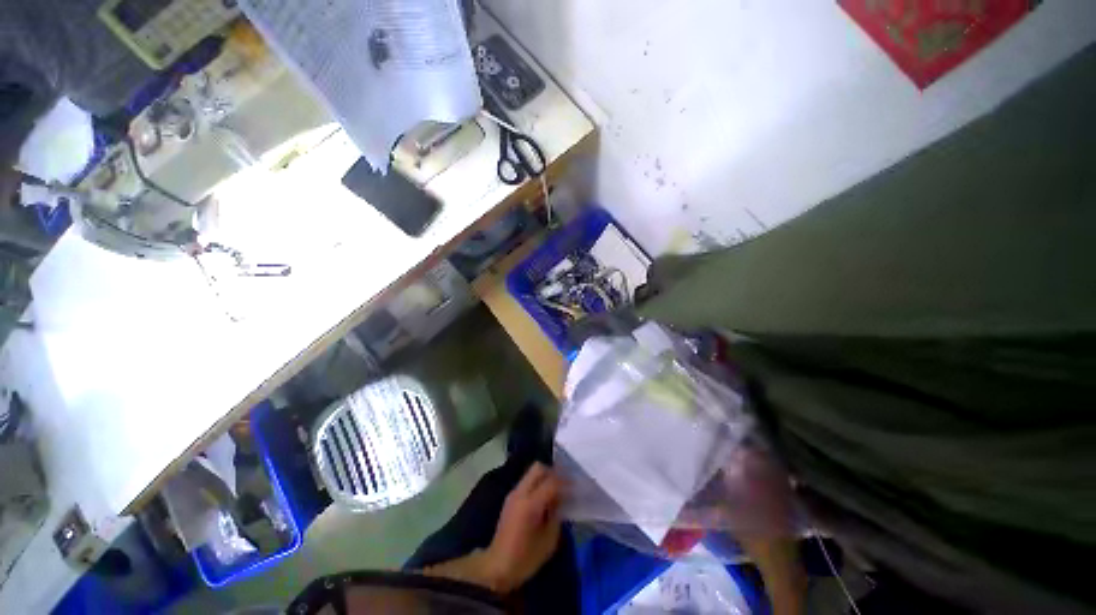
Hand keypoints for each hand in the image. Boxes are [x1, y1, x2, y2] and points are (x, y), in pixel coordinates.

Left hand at [484, 463, 562, 592]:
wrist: (497, 567)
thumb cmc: (525, 559)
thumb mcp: (549, 541)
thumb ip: (557, 516)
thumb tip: (562, 501)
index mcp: (531, 504)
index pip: (551, 482)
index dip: (565, 482)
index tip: (576, 485)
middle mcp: (520, 493)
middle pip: (538, 468)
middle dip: (553, 472)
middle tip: (564, 484)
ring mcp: (513, 494)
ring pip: (532, 472)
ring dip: (545, 477)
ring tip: (556, 491)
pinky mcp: (510, 498)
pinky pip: (527, 481)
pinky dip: (537, 484)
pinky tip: (544, 498)